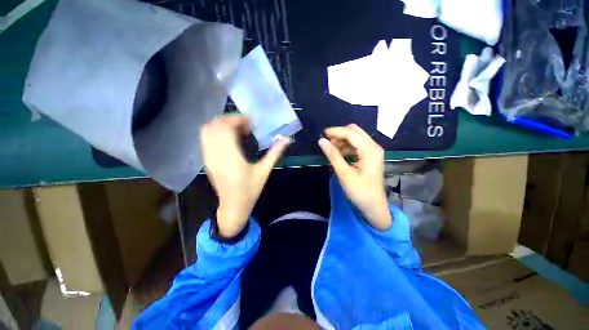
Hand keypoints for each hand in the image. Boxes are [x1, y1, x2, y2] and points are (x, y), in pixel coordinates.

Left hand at [201, 115, 290, 237]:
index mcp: (231, 158)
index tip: (250, 123)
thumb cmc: (250, 190)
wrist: (233, 206)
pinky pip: (206, 139)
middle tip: (245, 125)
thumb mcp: (264, 171)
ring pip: (207, 131)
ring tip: (237, 131)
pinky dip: (217, 133)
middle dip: (229, 120)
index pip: (226, 128)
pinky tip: (230, 140)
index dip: (237, 120)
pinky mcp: (207, 160)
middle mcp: (216, 155)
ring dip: (222, 125)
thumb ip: (274, 153)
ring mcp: (208, 158)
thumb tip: (287, 140)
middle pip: (214, 126)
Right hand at [318, 124, 390, 230]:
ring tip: (331, 150)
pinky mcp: (371, 157)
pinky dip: (347, 147)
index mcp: (370, 150)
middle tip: (327, 142)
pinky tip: (339, 154)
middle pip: (355, 132)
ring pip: (356, 138)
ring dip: (343, 141)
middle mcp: (374, 147)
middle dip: (340, 134)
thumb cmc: (360, 191)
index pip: (351, 133)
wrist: (374, 207)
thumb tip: (321, 141)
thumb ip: (333, 155)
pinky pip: (357, 146)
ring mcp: (373, 151)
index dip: (336, 132)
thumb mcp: (344, 173)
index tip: (322, 134)